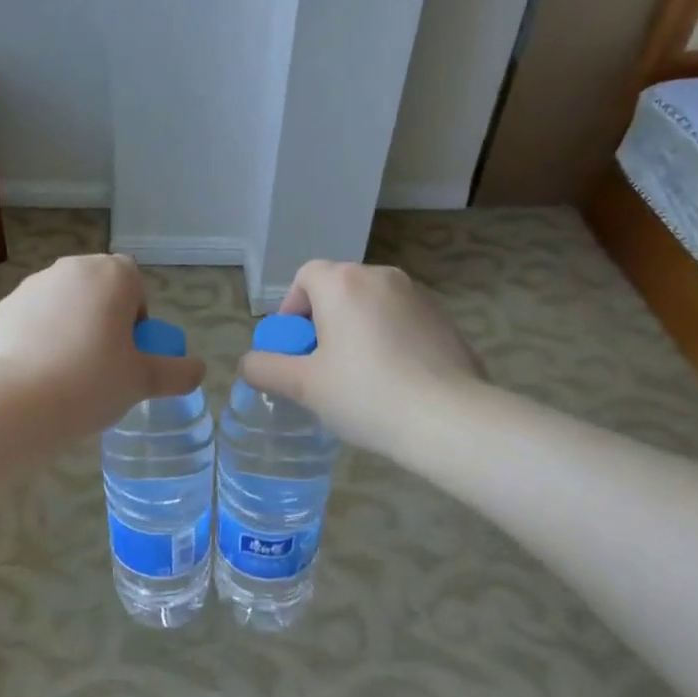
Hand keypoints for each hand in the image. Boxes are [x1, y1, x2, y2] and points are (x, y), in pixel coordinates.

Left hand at [0, 254, 205, 429]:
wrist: (16, 402)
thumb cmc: (91, 382)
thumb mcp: (143, 382)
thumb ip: (177, 373)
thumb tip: (198, 370)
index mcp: (110, 275)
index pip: (133, 280)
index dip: (136, 314)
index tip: (130, 349)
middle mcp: (69, 269)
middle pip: (96, 289)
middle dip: (103, 318)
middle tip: (103, 363)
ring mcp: (30, 287)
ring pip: (62, 303)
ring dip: (70, 326)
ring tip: (67, 375)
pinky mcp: (1, 310)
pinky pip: (31, 320)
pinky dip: (38, 339)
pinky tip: (37, 376)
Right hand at [241, 260, 482, 455]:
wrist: (449, 419)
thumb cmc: (365, 394)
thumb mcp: (304, 386)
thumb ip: (266, 369)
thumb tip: (248, 364)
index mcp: (343, 283)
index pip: (306, 277)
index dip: (292, 308)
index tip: (294, 347)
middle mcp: (382, 277)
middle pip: (340, 288)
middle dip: (324, 320)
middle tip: (321, 364)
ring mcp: (419, 296)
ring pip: (373, 304)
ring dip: (357, 329)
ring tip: (359, 375)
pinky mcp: (445, 320)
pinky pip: (403, 321)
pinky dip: (390, 339)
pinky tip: (395, 380)